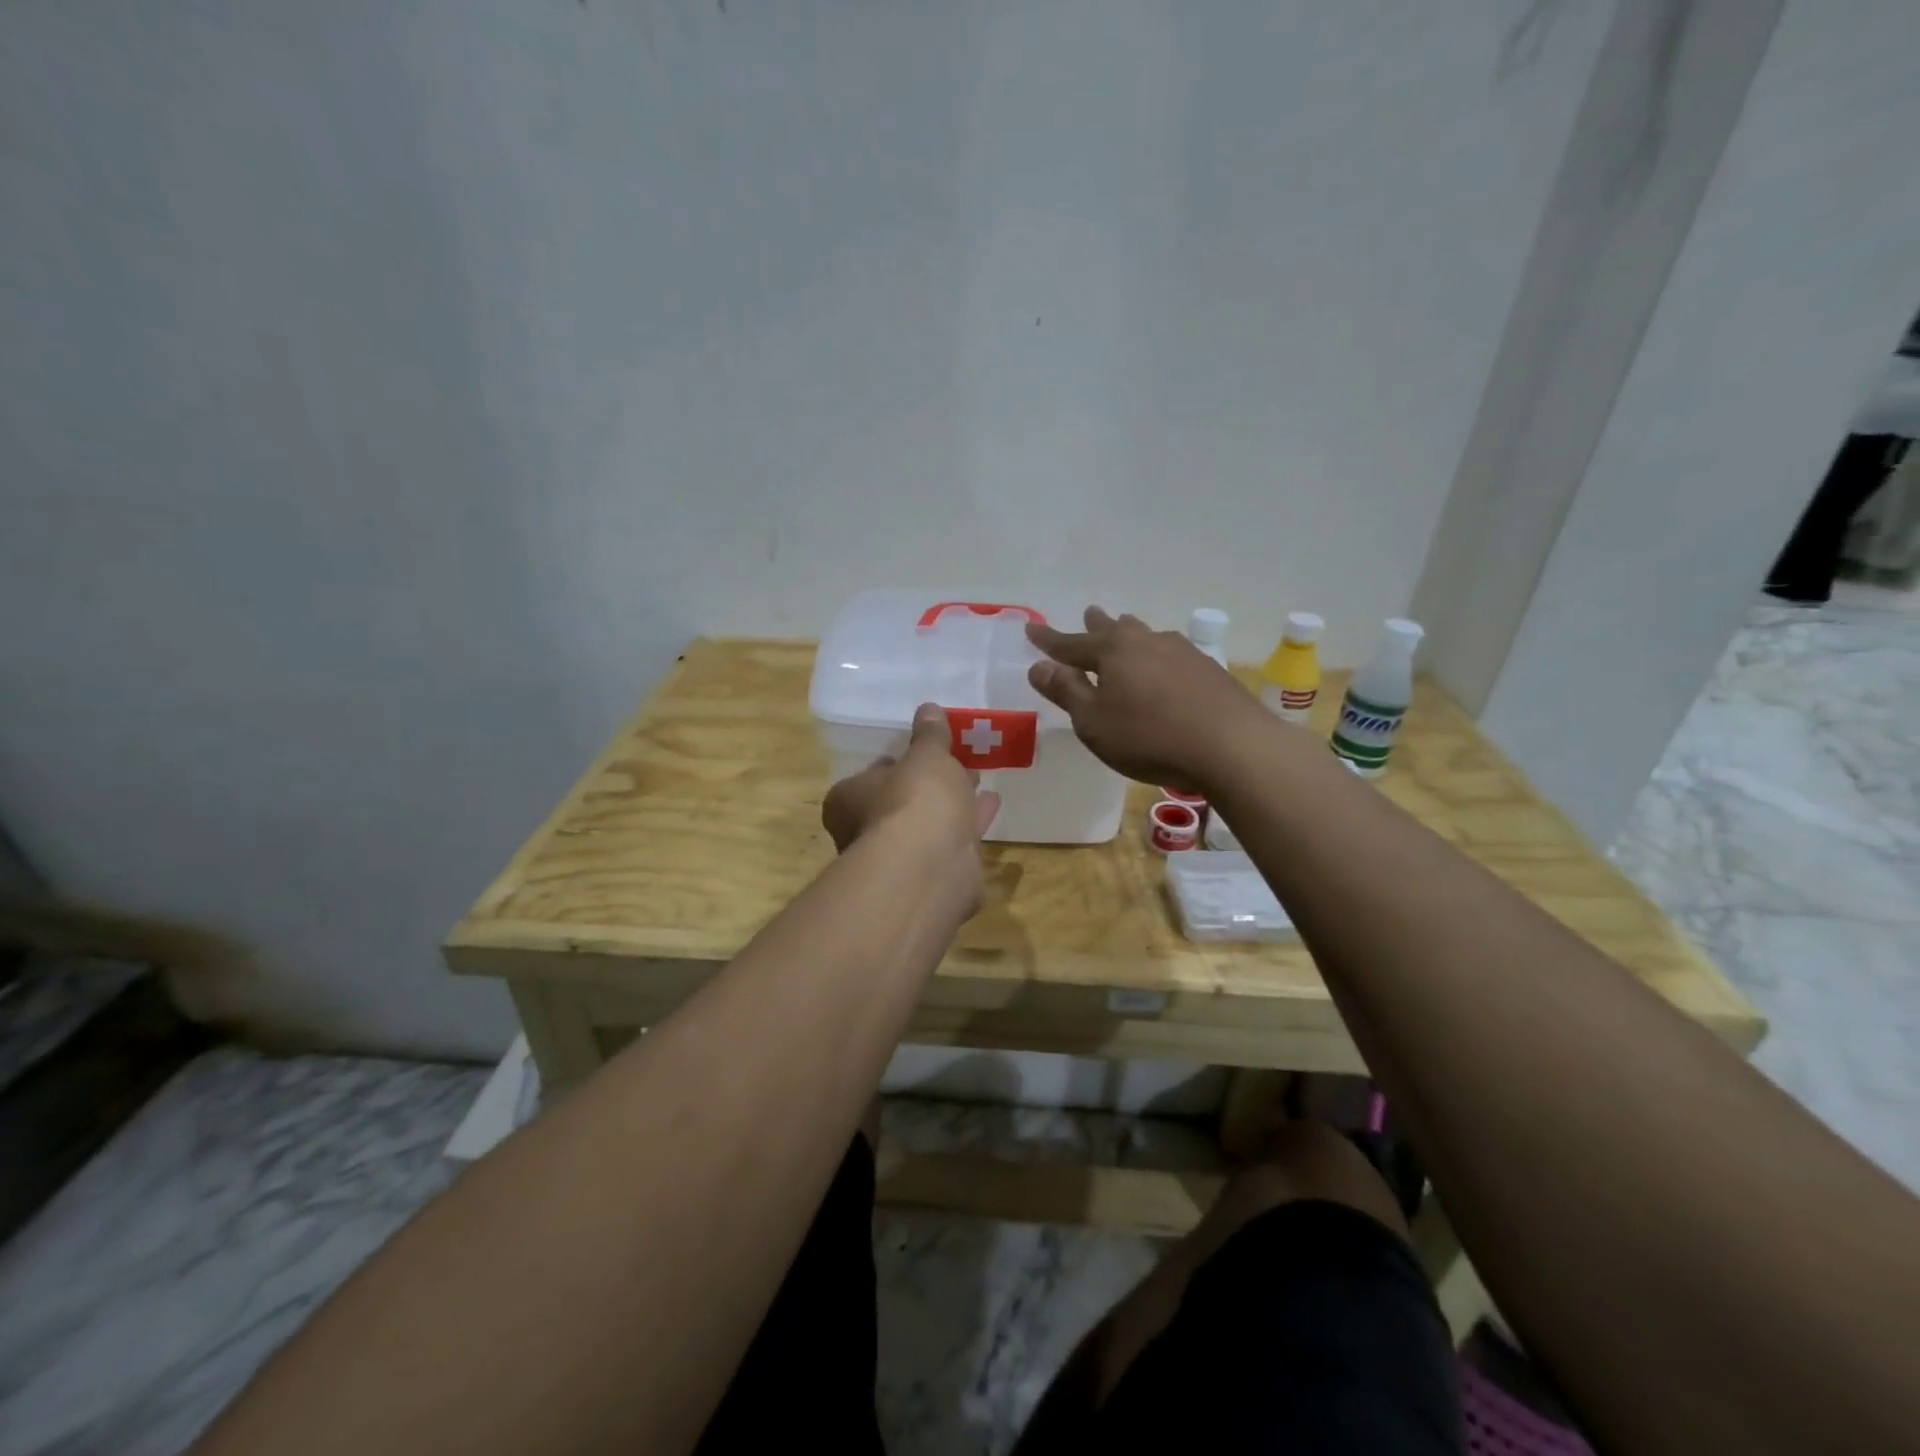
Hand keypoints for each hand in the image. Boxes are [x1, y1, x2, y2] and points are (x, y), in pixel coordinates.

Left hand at [822, 703, 1001, 905]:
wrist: (930, 865)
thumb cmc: (914, 799)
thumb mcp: (926, 755)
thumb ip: (930, 735)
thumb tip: (929, 709)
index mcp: (849, 800)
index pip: (871, 776)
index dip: (897, 764)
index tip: (922, 754)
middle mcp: (865, 833)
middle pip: (900, 802)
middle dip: (929, 786)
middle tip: (956, 765)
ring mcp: (898, 861)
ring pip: (927, 826)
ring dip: (951, 805)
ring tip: (979, 780)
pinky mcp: (930, 879)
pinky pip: (951, 844)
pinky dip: (969, 825)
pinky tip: (992, 806)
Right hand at [1026, 607, 1271, 791]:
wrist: (1231, 745)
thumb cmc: (1149, 737)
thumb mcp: (1094, 721)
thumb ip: (1066, 691)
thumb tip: (1039, 667)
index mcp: (1113, 652)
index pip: (1071, 644)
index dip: (1049, 640)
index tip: (1031, 630)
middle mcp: (1146, 642)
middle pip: (1114, 629)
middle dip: (1096, 624)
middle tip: (1089, 612)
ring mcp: (1182, 653)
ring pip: (1146, 635)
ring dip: (1130, 632)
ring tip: (1126, 626)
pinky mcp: (1208, 670)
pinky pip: (1170, 653)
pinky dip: (1156, 654)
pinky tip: (1164, 664)